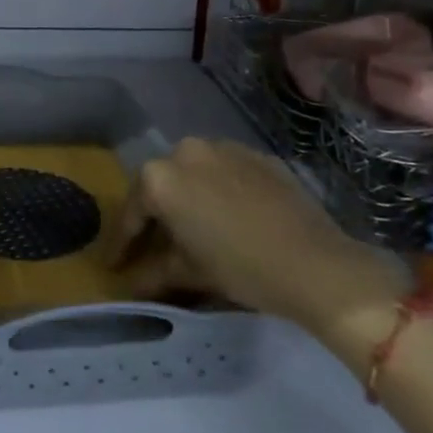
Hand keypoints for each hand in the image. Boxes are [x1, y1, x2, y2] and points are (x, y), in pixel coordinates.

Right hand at [109, 137, 405, 334]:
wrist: (317, 264)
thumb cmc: (242, 268)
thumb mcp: (191, 273)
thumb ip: (154, 273)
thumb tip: (131, 285)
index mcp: (160, 177)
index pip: (132, 212)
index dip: (123, 243)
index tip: (115, 264)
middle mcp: (185, 151)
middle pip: (160, 186)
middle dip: (155, 216)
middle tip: (154, 246)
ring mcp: (223, 147)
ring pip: (192, 173)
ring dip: (187, 198)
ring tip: (192, 229)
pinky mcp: (256, 155)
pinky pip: (224, 171)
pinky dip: (218, 190)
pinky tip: (227, 217)